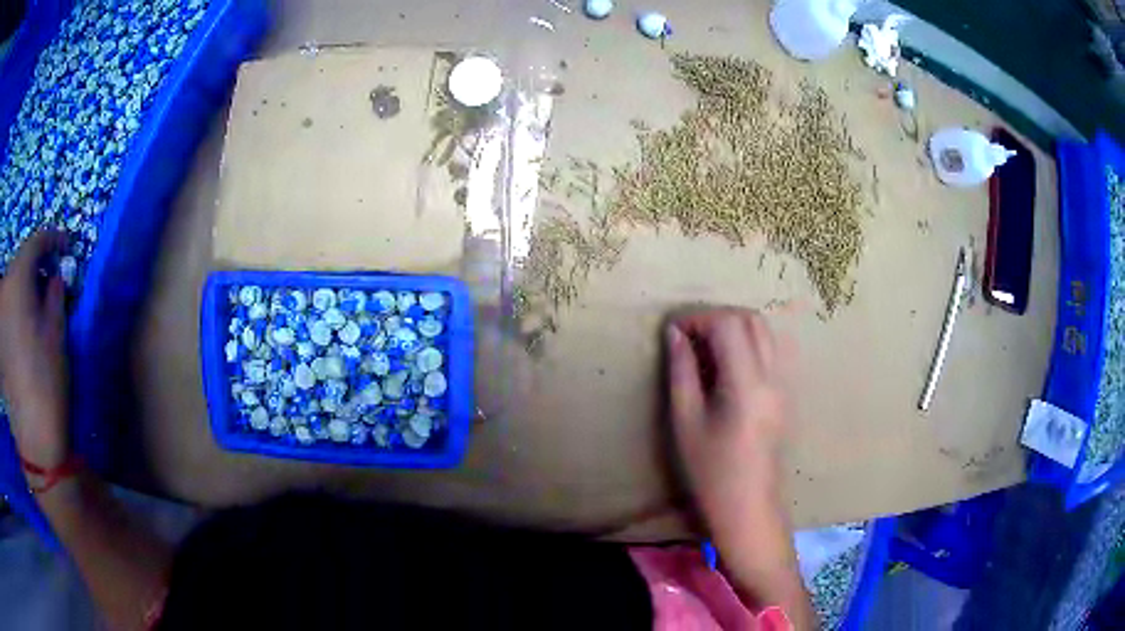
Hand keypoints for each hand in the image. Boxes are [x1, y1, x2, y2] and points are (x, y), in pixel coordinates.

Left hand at [0, 231, 69, 468]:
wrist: (34, 441)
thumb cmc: (46, 381)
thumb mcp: (57, 332)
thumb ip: (55, 294)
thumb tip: (54, 276)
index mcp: (17, 280)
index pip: (35, 242)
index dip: (52, 239)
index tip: (65, 246)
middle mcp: (4, 290)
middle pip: (19, 264)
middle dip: (34, 268)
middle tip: (50, 282)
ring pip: (11, 288)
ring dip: (23, 290)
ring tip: (36, 308)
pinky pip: (6, 312)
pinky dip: (15, 311)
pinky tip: (23, 330)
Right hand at [665, 308, 792, 538]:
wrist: (748, 506)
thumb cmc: (711, 471)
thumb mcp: (686, 421)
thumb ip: (681, 371)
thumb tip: (675, 334)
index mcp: (747, 384)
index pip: (729, 325)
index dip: (699, 318)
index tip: (674, 331)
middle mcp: (772, 376)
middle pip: (752, 320)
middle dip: (718, 318)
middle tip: (690, 337)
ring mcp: (784, 384)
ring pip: (765, 332)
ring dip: (735, 328)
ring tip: (706, 349)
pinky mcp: (785, 393)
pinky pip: (771, 351)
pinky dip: (748, 343)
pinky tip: (727, 367)